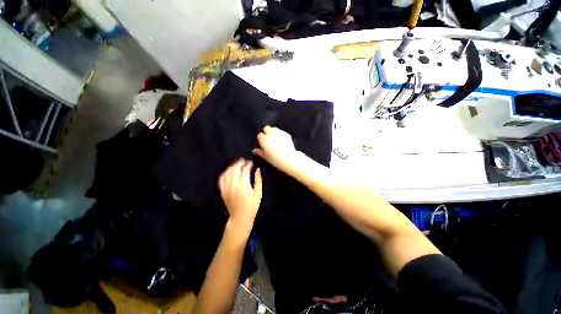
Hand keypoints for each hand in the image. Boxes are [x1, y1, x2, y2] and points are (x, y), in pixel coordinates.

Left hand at [218, 159, 262, 235]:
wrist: (240, 218)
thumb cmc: (252, 206)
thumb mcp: (258, 193)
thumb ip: (258, 180)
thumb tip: (257, 169)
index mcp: (244, 186)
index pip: (245, 170)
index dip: (248, 165)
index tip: (251, 163)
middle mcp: (234, 185)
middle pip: (235, 169)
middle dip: (240, 163)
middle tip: (244, 161)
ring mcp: (226, 188)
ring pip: (227, 172)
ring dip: (232, 166)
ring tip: (237, 165)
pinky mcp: (222, 191)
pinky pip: (221, 179)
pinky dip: (225, 173)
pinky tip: (229, 171)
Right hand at [253, 126, 298, 171]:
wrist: (288, 159)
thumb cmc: (275, 159)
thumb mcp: (264, 156)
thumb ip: (259, 152)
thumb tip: (255, 150)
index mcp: (263, 139)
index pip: (259, 135)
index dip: (260, 139)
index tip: (262, 143)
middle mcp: (270, 134)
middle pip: (266, 128)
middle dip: (266, 132)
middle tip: (268, 139)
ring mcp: (279, 133)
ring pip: (274, 128)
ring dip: (273, 132)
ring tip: (274, 139)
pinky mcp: (286, 134)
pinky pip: (281, 131)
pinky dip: (280, 134)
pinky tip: (280, 140)